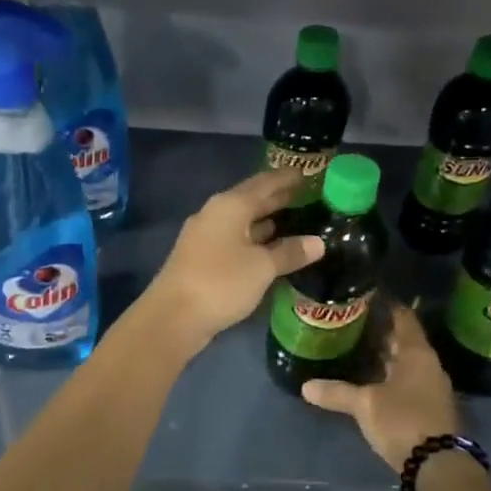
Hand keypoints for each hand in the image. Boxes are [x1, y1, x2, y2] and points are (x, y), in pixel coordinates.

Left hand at [141, 167, 324, 352]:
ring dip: (268, 220)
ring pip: (243, 222)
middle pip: (252, 200)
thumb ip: (290, 252)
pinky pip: (236, 240)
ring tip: (297, 221)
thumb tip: (318, 242)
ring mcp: (206, 236)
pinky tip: (272, 249)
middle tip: (310, 197)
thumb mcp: (262, 267)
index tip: (310, 173)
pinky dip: (256, 240)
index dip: (288, 178)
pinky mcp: (202, 258)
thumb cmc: (221, 282)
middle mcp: (216, 213)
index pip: (265, 183)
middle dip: (279, 198)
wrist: (173, 317)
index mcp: (230, 205)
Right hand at [302, 303, 459, 471]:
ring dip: (386, 356)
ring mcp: (432, 387)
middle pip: (405, 340)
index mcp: (417, 353)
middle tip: (353, 323)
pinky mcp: (430, 407)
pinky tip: (371, 380)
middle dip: (381, 332)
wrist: (438, 466)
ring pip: (407, 363)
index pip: (403, 318)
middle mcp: (429, 365)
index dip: (387, 306)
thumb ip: (336, 392)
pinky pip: (408, 381)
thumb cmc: (403, 421)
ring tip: (358, 348)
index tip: (367, 296)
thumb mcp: (365, 405)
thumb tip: (305, 386)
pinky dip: (391, 376)